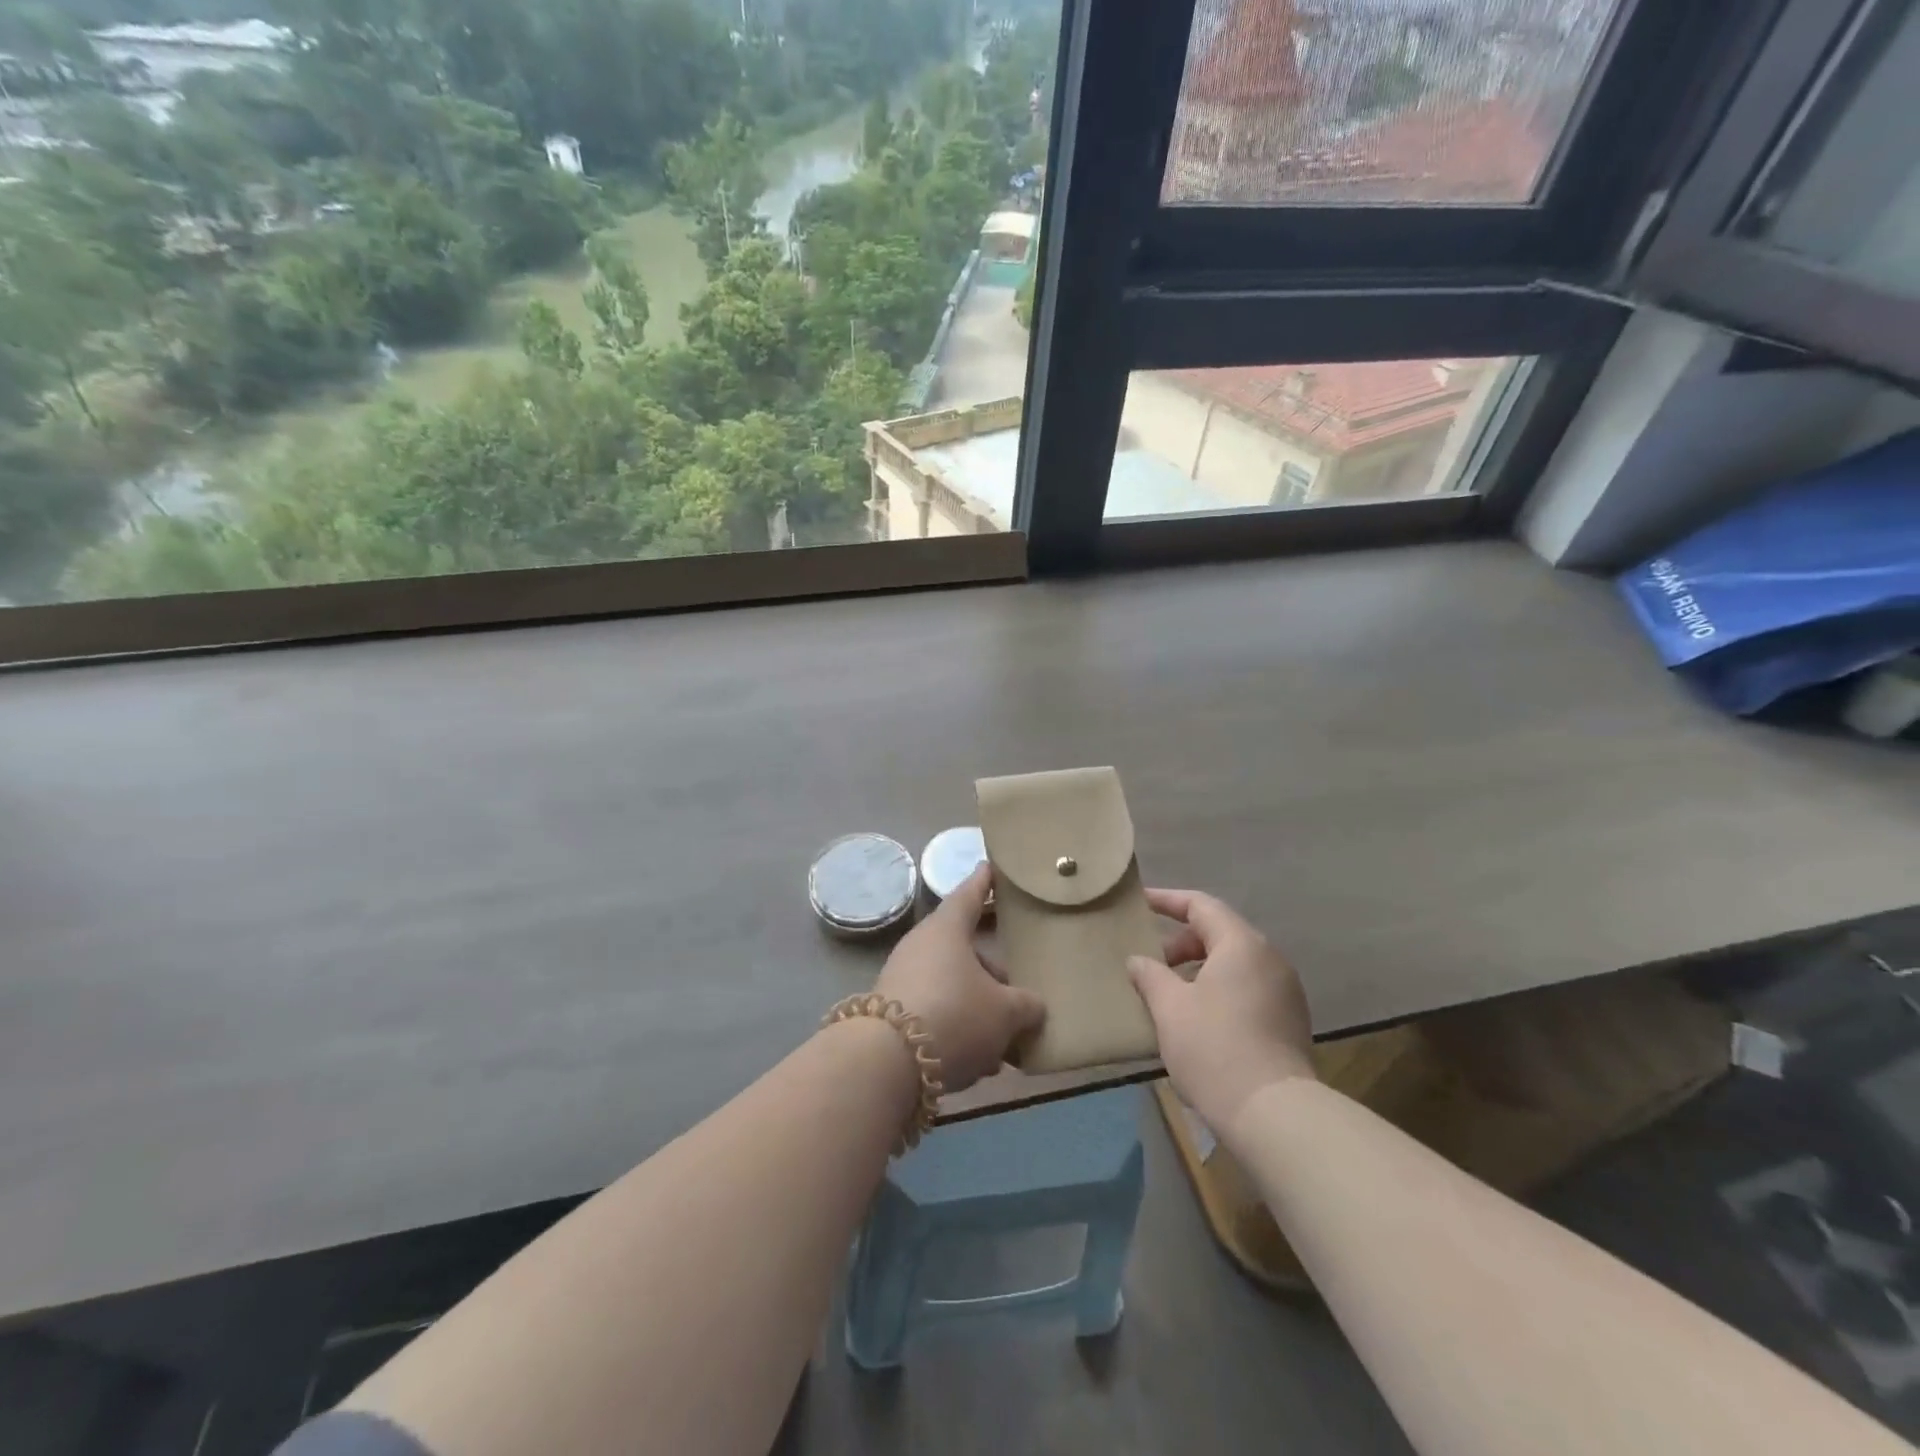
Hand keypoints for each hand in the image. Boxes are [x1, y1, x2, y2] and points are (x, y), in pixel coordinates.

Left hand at [876, 864, 1045, 1093]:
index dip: (985, 882)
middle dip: (991, 971)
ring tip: (1004, 1042)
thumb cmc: (955, 1015)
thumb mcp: (1005, 1013)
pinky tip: (978, 1062)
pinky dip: (958, 1029)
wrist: (886, 1062)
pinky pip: (936, 1012)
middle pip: (964, 949)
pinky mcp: (893, 1013)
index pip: (969, 894)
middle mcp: (921, 945)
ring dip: (977, 1008)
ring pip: (952, 985)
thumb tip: (1033, 1006)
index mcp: (947, 929)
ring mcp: (903, 978)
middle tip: (1017, 988)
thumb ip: (1026, 1006)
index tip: (992, 867)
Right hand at [1128, 888, 1315, 1130]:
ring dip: (1198, 969)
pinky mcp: (1289, 1021)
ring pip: (1233, 963)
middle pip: (1219, 933)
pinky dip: (1218, 989)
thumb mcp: (1169, 1007)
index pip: (1200, 905)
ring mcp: (1285, 991)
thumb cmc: (1214, 1048)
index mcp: (1242, 944)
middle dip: (1180, 943)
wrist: (1273, 1114)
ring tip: (1167, 991)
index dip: (1166, 901)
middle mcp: (1269, 959)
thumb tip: (1138, 961)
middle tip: (1149, 962)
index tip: (1139, 904)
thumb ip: (1150, 975)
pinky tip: (1195, 1017)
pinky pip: (1247, 988)